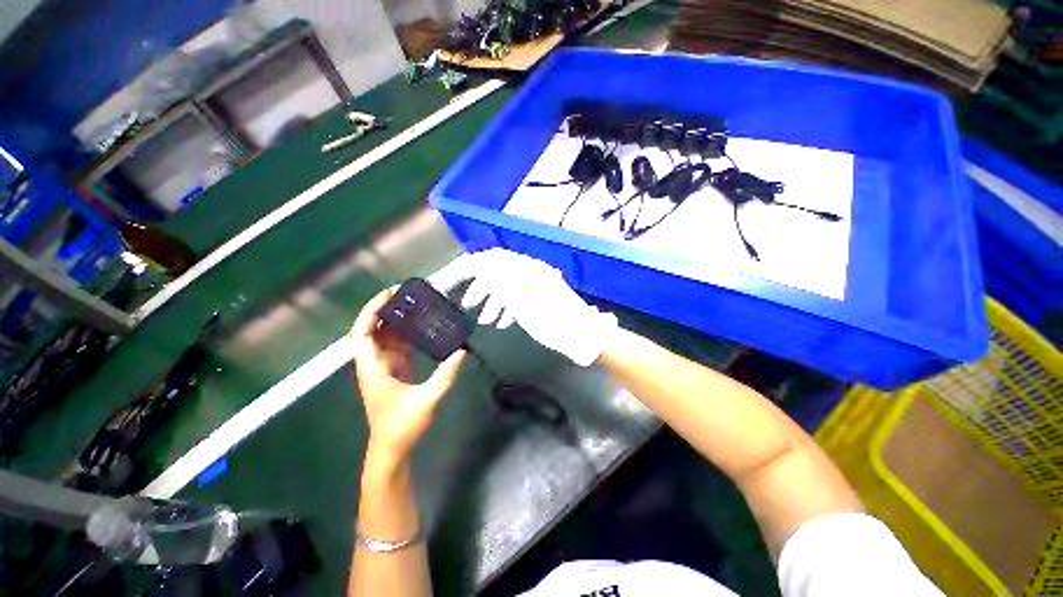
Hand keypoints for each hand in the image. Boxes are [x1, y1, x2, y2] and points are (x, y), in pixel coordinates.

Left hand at [350, 287, 466, 465]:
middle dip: (386, 310)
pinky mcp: (395, 370)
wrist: (393, 449)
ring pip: (386, 336)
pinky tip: (422, 326)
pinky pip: (399, 345)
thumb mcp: (427, 400)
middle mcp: (375, 363)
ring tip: (416, 305)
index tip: (390, 294)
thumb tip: (463, 352)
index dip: (372, 310)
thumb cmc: (402, 426)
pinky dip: (407, 333)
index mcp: (373, 368)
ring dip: (397, 320)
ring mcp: (385, 366)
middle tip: (407, 295)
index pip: (363, 332)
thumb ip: (446, 375)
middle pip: (373, 329)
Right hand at [430, 248, 617, 366]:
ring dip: (492, 300)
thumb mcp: (522, 302)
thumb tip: (477, 263)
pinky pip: (515, 296)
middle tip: (466, 303)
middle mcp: (529, 271)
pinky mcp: (538, 297)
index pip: (489, 260)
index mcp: (526, 268)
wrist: (580, 335)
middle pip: (495, 271)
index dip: (467, 269)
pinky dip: (504, 306)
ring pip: (504, 285)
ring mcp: (535, 284)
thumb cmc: (552, 322)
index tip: (450, 283)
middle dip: (479, 287)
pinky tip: (501, 322)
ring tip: (486, 321)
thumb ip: (498, 281)